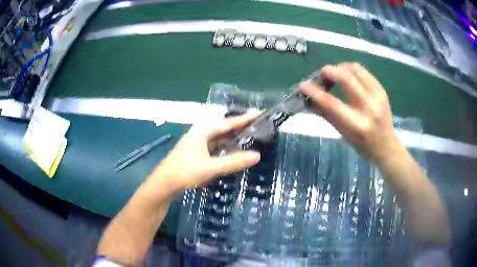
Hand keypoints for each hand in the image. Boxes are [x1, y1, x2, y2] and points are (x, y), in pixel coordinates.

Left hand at [147, 112, 260, 194]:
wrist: (164, 184)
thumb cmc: (184, 172)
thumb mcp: (210, 168)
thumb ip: (233, 161)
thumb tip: (257, 156)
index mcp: (203, 131)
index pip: (229, 122)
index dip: (246, 118)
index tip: (261, 113)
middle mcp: (200, 133)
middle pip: (225, 128)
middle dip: (241, 126)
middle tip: (259, 125)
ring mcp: (198, 143)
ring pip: (220, 137)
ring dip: (233, 137)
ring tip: (251, 136)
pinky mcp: (196, 152)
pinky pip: (215, 146)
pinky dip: (226, 146)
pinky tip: (233, 150)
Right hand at [301, 62, 401, 161]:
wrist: (386, 146)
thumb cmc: (362, 145)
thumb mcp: (343, 133)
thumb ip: (326, 114)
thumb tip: (308, 99)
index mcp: (357, 125)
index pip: (333, 104)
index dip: (316, 92)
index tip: (304, 85)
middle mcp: (369, 108)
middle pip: (346, 78)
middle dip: (329, 72)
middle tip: (322, 75)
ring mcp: (378, 96)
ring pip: (355, 69)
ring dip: (341, 68)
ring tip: (335, 75)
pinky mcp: (382, 90)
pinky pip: (363, 72)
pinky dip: (351, 71)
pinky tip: (347, 77)